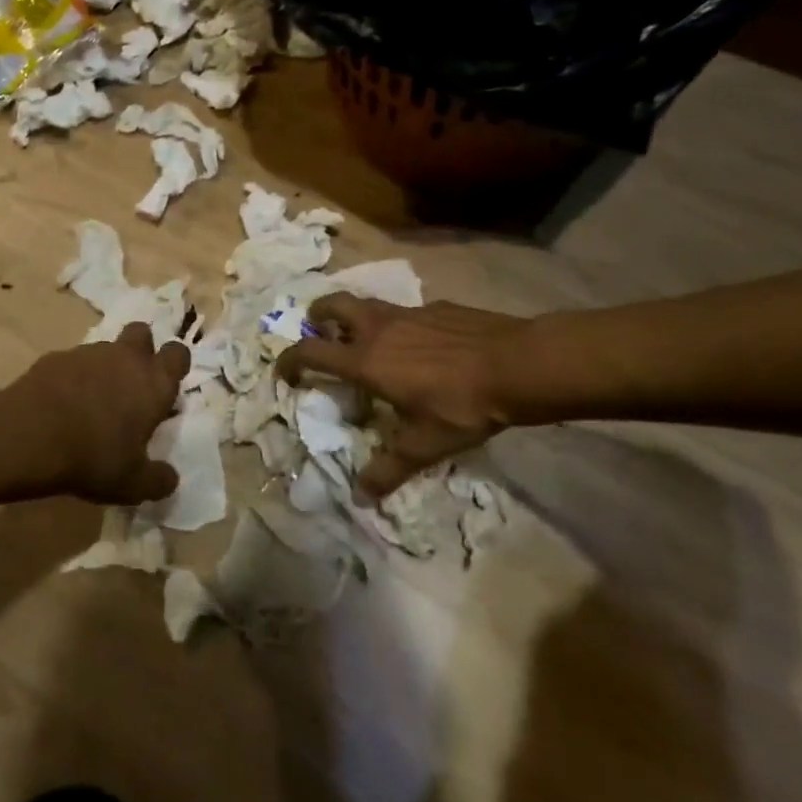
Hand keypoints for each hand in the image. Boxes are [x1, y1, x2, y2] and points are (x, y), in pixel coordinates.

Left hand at [7, 322, 188, 504]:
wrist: (28, 435)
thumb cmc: (93, 457)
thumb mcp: (132, 483)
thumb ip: (158, 480)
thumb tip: (170, 480)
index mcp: (154, 382)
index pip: (178, 354)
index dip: (174, 365)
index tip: (165, 387)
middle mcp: (126, 358)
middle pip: (143, 333)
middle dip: (141, 350)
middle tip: (131, 383)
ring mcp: (88, 353)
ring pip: (105, 348)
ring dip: (104, 367)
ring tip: (91, 402)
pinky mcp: (55, 357)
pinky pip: (71, 362)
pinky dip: (71, 378)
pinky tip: (60, 405)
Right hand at [277, 294, 524, 496]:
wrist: (517, 364)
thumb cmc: (462, 406)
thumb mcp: (424, 445)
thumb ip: (389, 469)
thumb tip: (361, 497)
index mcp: (366, 361)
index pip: (311, 351)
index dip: (290, 360)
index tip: (284, 372)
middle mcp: (379, 329)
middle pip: (332, 305)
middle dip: (317, 315)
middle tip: (318, 332)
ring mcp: (409, 312)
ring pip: (368, 303)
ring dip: (355, 317)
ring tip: (365, 339)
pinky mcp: (437, 308)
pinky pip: (405, 311)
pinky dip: (398, 324)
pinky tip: (419, 345)